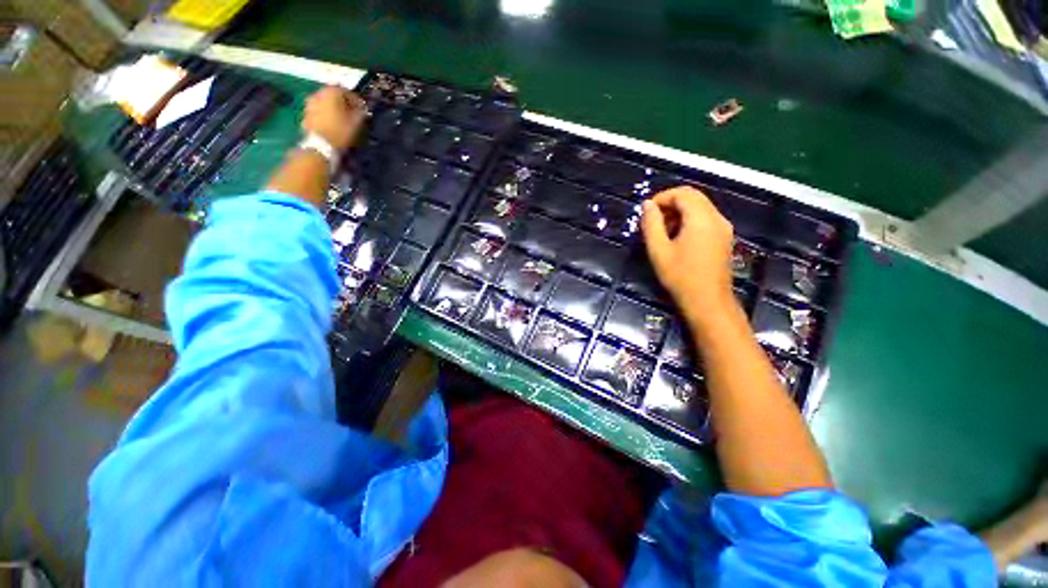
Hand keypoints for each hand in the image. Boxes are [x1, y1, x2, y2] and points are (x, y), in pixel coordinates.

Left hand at [302, 86, 366, 150]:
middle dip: (343, 103)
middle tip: (352, 113)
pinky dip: (326, 113)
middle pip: (334, 95)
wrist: (320, 144)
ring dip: (333, 108)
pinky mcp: (306, 112)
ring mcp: (310, 102)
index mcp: (332, 92)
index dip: (357, 101)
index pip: (347, 92)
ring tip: (341, 118)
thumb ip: (360, 113)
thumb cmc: (340, 131)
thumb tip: (363, 110)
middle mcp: (319, 93)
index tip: (363, 109)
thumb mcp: (356, 123)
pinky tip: (331, 123)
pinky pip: (319, 110)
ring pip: (325, 102)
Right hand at [642, 186, 734, 318]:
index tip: (646, 211)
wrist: (707, 301)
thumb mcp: (658, 250)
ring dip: (679, 212)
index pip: (682, 193)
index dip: (662, 197)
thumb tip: (647, 205)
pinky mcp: (724, 238)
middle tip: (652, 220)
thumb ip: (651, 224)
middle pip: (693, 197)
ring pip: (700, 207)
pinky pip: (705, 219)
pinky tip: (677, 238)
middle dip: (670, 204)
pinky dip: (689, 221)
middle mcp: (716, 218)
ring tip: (661, 231)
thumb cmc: (680, 276)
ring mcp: (723, 228)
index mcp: (701, 218)